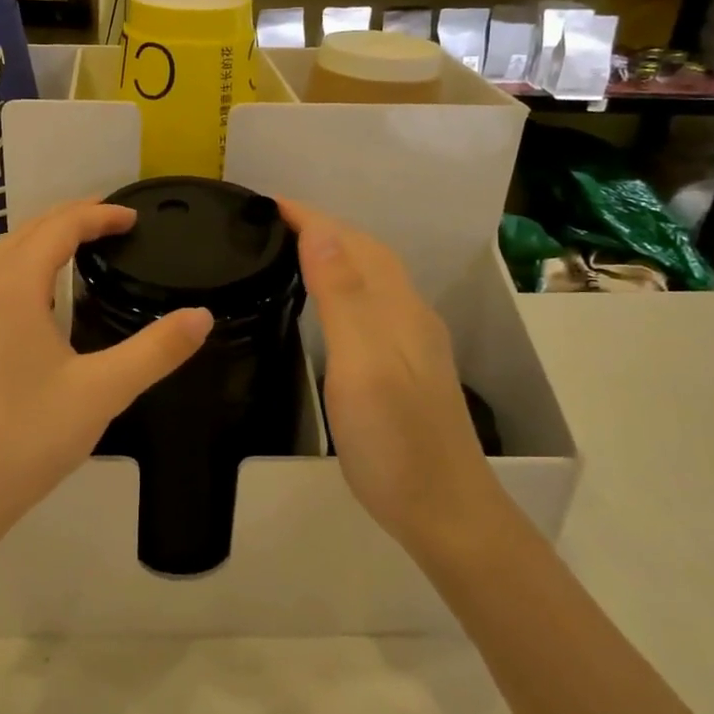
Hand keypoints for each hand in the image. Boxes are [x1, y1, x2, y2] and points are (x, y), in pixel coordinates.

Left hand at [0, 200, 212, 567]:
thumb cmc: (24, 438)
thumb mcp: (102, 393)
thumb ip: (156, 350)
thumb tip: (202, 316)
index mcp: (10, 288)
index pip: (58, 227)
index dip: (98, 215)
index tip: (133, 218)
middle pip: (26, 233)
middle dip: (71, 219)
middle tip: (114, 224)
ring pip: (3, 258)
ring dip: (44, 243)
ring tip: (83, 251)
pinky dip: (24, 271)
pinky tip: (42, 302)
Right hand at [278, 201, 506, 554]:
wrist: (445, 511)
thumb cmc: (395, 441)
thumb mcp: (362, 365)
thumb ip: (342, 296)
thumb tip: (319, 231)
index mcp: (396, 308)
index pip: (351, 242)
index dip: (311, 218)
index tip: (268, 203)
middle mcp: (408, 316)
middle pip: (367, 253)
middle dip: (323, 228)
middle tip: (272, 223)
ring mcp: (411, 343)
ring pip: (372, 278)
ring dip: (335, 254)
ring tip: (293, 252)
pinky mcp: (406, 368)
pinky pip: (372, 304)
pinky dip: (343, 285)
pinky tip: (328, 306)